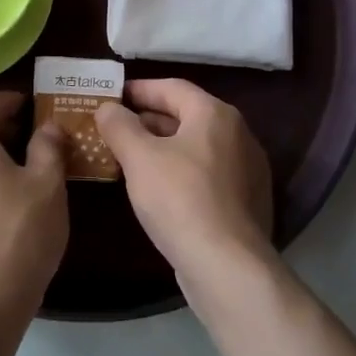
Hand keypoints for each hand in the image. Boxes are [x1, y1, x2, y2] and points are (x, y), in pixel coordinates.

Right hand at [96, 80, 273, 294]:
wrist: (228, 267)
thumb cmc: (180, 199)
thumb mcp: (139, 157)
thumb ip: (119, 125)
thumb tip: (108, 108)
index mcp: (215, 114)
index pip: (172, 87)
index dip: (139, 89)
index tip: (112, 97)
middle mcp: (238, 134)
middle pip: (186, 115)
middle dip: (148, 120)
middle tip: (114, 128)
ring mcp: (247, 170)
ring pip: (195, 146)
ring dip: (162, 147)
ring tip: (128, 158)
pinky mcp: (246, 202)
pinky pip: (207, 173)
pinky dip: (180, 171)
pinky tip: (157, 189)